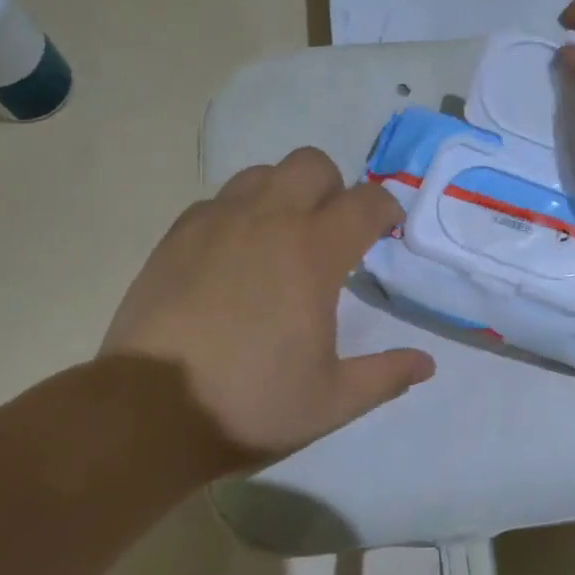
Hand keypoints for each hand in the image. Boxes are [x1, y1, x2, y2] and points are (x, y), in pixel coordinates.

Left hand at [102, 148, 434, 463]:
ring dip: (284, 193)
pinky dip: (239, 212)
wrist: (148, 411)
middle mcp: (268, 220)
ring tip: (282, 236)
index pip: (366, 202)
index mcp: (313, 252)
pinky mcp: (177, 235)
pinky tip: (234, 254)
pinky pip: (219, 200)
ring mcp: (217, 222)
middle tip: (333, 230)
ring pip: (262, 173)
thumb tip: (426, 364)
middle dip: (334, 187)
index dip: (386, 208)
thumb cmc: (250, 403)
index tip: (388, 229)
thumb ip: (385, 376)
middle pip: (312, 164)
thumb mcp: (332, 401)